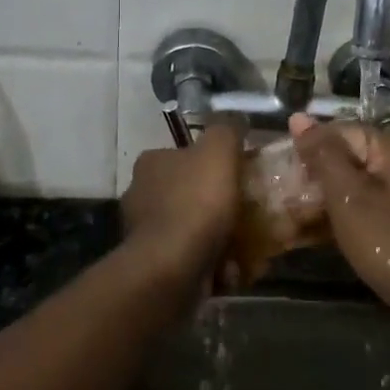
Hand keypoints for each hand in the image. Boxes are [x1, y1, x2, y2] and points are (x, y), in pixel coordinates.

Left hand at [120, 120, 244, 287]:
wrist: (172, 268)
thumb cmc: (196, 202)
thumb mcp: (219, 150)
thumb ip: (227, 129)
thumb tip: (236, 121)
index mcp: (151, 163)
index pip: (184, 154)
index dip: (214, 163)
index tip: (239, 176)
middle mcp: (141, 194)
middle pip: (189, 192)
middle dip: (217, 202)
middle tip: (248, 211)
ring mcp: (145, 233)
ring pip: (192, 227)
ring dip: (218, 236)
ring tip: (247, 245)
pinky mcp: (154, 266)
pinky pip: (191, 258)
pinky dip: (212, 263)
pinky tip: (232, 268)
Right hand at [289, 116, 389, 330]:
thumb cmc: (386, 241)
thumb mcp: (347, 196)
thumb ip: (322, 154)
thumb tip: (299, 117)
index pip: (343, 131)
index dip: (310, 146)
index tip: (282, 167)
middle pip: (349, 155)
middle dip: (316, 173)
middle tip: (284, 193)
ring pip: (355, 182)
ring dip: (325, 196)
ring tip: (293, 212)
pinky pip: (366, 203)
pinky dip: (342, 212)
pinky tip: (317, 230)